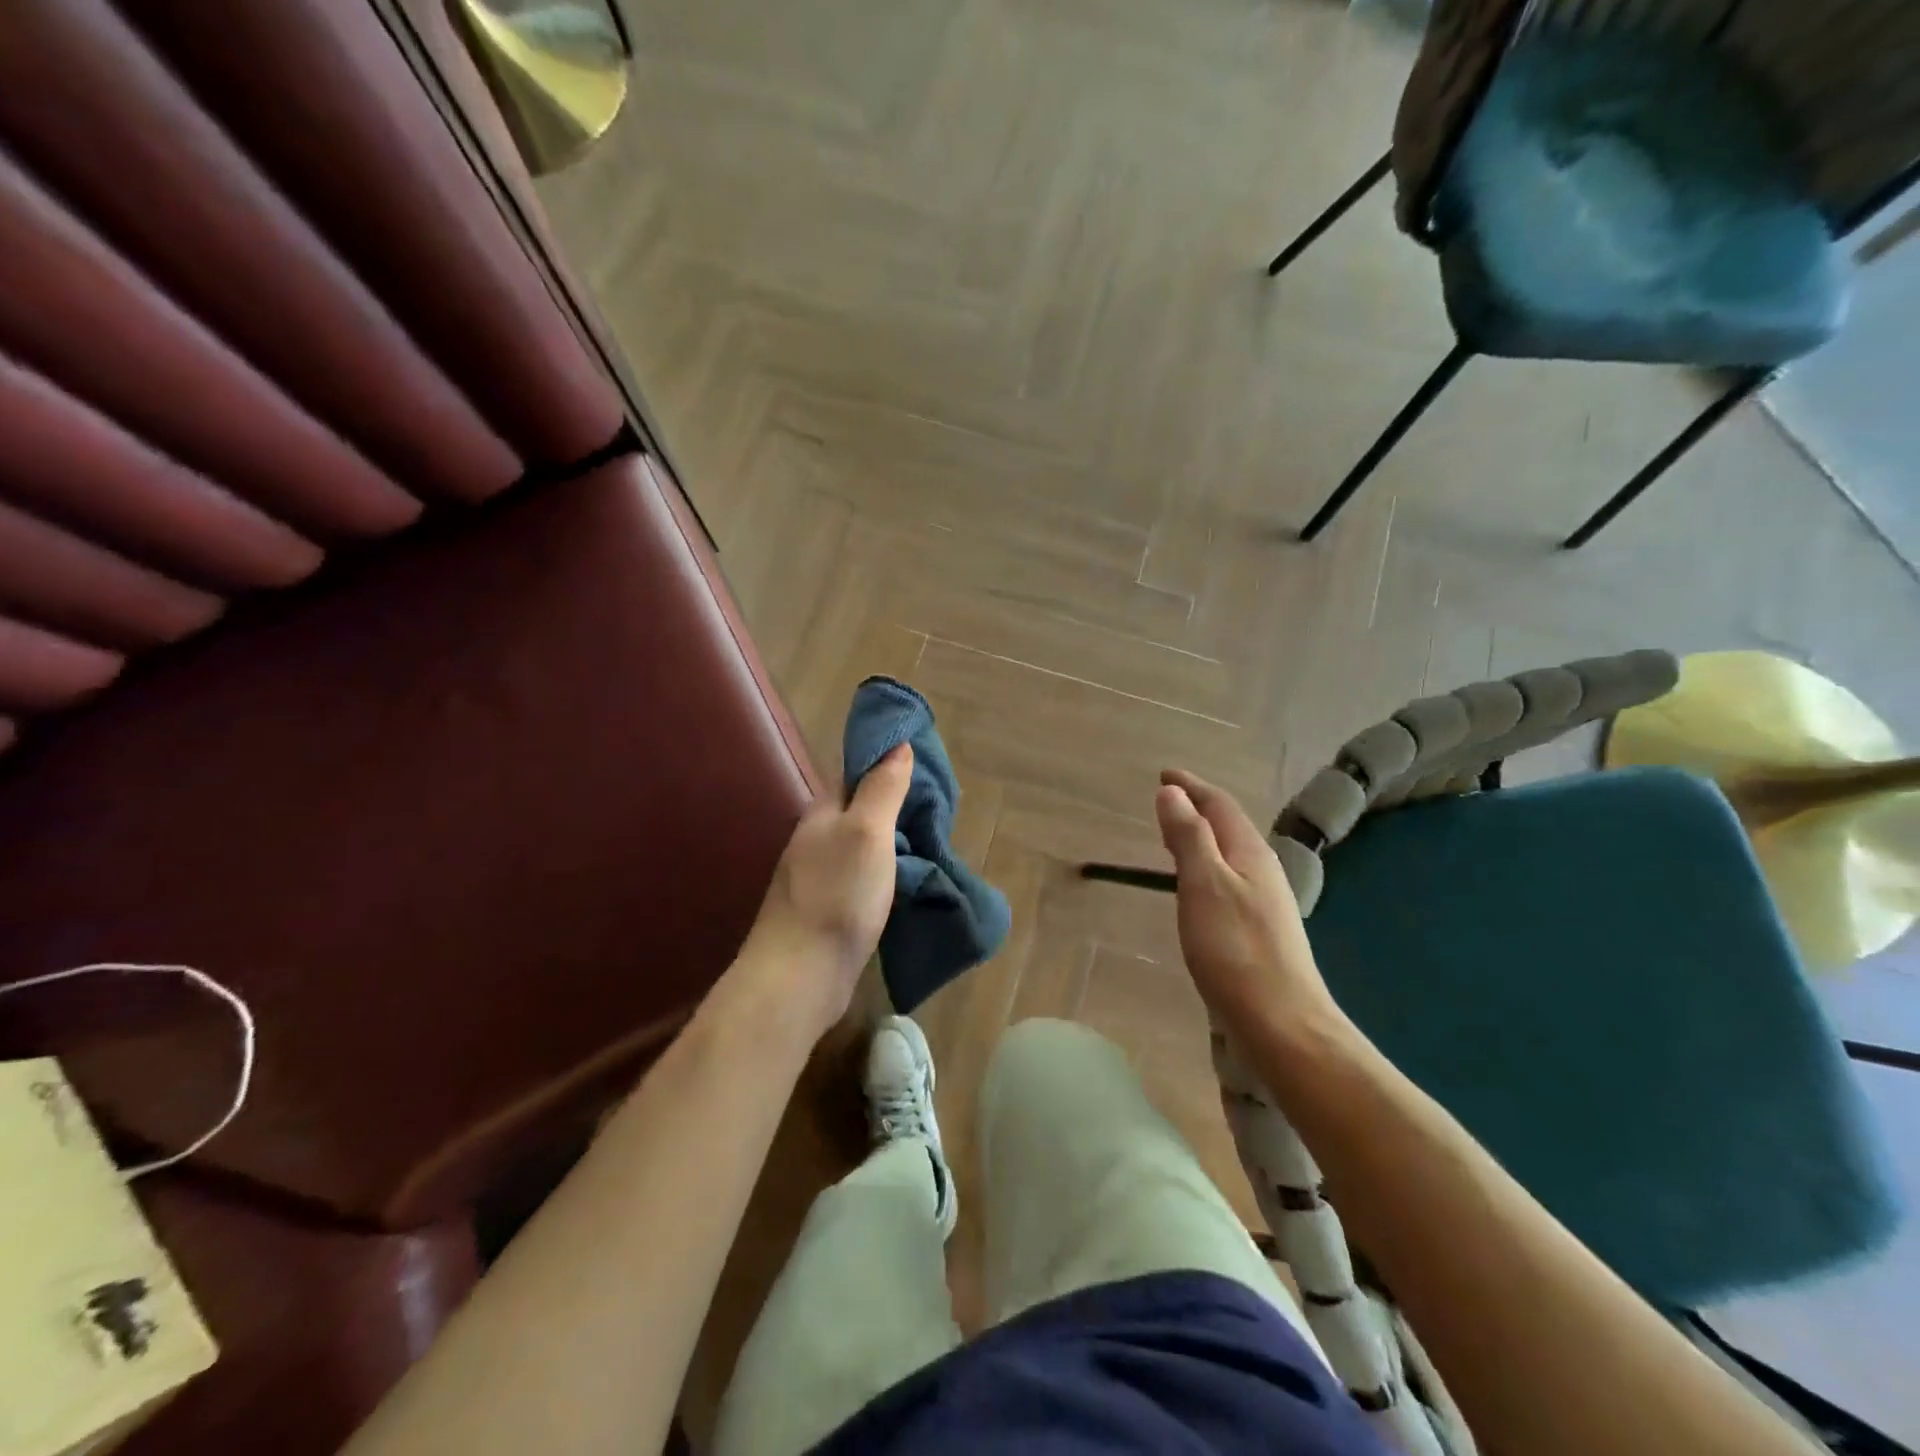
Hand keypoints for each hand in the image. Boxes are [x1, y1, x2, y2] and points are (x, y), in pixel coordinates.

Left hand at [738, 745, 912, 1039]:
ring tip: (933, 842)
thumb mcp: (867, 832)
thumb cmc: (837, 895)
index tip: (925, 766)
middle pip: (861, 810)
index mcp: (823, 813)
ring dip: (894, 841)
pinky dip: (888, 872)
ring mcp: (820, 877)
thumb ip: (882, 788)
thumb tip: (897, 745)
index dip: (888, 764)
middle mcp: (817, 839)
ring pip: (863, 845)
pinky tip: (909, 881)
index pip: (856, 773)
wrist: (801, 976)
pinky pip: (864, 877)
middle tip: (940, 809)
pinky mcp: (829, 909)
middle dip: (896, 805)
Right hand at [1154, 769, 1341, 1036]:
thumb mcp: (1204, 885)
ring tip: (1175, 837)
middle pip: (1228, 827)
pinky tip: (1195, 889)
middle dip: (1197, 809)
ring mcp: (1264, 903)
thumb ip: (1189, 837)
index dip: (1191, 787)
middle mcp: (1262, 871)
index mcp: (1250, 853)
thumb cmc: (1235, 949)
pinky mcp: (1258, 930)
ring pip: (1229, 855)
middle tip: (1167, 802)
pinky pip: (1228, 881)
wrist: (1283, 1023)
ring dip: (1201, 839)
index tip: (1164, 774)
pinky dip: (1205, 868)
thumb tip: (1172, 793)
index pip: (1219, 805)